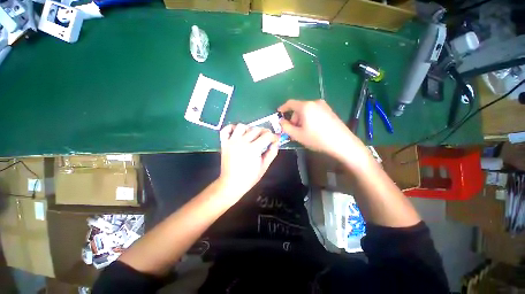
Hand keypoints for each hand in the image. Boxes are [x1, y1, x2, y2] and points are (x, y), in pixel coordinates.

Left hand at [218, 124, 278, 200]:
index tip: (275, 140)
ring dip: (249, 129)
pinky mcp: (224, 143)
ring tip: (252, 136)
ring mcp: (231, 141)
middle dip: (264, 132)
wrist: (232, 184)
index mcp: (253, 149)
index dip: (274, 136)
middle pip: (256, 129)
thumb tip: (276, 142)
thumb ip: (272, 153)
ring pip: (242, 126)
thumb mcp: (264, 166)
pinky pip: (226, 130)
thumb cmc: (250, 177)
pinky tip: (237, 133)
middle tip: (266, 139)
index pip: (267, 135)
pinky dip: (231, 128)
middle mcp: (242, 142)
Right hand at [278, 99, 366, 160]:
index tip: (279, 113)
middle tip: (293, 130)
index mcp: (306, 106)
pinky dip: (309, 119)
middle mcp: (315, 102)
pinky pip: (314, 112)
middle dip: (293, 118)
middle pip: (299, 108)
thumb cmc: (317, 139)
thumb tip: (281, 121)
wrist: (342, 143)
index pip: (290, 103)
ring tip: (303, 132)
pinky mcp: (330, 111)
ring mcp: (324, 106)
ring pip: (306, 111)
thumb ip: (286, 127)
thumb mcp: (297, 135)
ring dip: (301, 119)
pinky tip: (312, 129)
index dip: (283, 108)